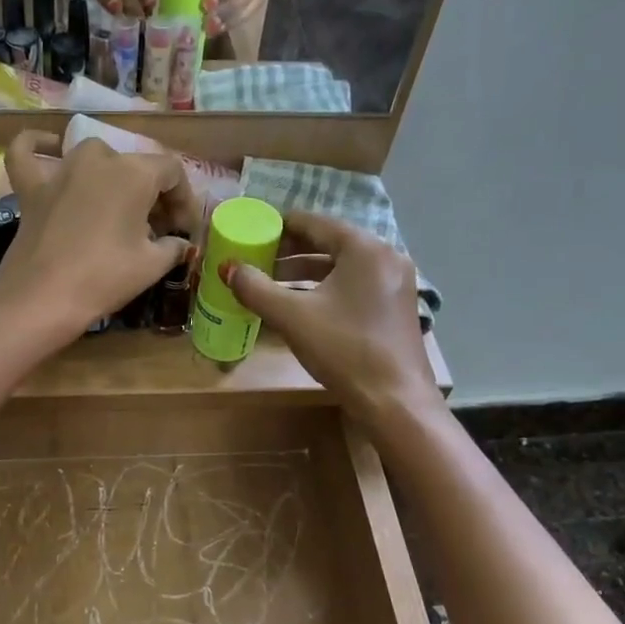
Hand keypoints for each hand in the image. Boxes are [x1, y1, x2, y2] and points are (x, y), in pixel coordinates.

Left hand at [0, 131, 197, 338]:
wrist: (43, 298)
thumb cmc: (104, 278)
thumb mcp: (152, 266)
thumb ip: (174, 247)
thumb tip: (181, 243)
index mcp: (134, 173)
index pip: (172, 172)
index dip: (184, 200)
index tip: (184, 231)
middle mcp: (98, 159)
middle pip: (135, 165)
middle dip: (152, 194)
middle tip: (157, 230)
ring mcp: (61, 170)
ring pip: (94, 157)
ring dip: (112, 175)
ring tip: (119, 208)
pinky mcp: (31, 187)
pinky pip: (28, 153)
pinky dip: (38, 146)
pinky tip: (50, 148)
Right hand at [223, 212, 438, 423]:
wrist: (395, 400)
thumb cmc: (344, 349)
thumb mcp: (292, 317)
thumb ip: (256, 288)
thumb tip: (229, 268)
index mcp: (364, 248)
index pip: (316, 223)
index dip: (281, 226)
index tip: (254, 231)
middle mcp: (385, 256)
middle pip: (330, 243)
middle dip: (291, 252)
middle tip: (258, 259)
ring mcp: (395, 283)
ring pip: (342, 267)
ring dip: (306, 273)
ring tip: (272, 284)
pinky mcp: (396, 307)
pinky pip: (355, 285)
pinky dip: (326, 289)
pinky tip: (302, 306)